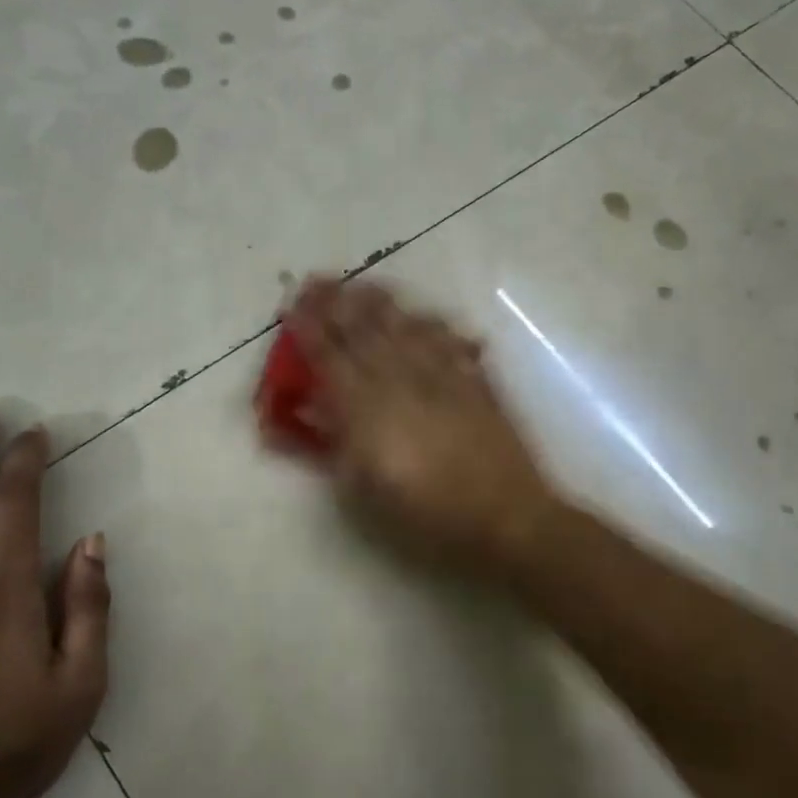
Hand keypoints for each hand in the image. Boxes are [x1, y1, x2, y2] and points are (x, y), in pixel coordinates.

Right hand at [287, 278, 556, 573]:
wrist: (506, 517)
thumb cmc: (426, 515)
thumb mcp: (363, 491)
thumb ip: (333, 445)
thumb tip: (309, 411)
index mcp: (367, 408)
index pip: (329, 357)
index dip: (309, 329)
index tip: (292, 306)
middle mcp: (402, 379)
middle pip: (364, 330)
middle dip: (337, 302)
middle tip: (317, 280)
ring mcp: (442, 375)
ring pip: (405, 326)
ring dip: (379, 302)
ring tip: (362, 284)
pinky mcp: (475, 380)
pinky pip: (448, 339)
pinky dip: (431, 323)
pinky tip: (422, 314)